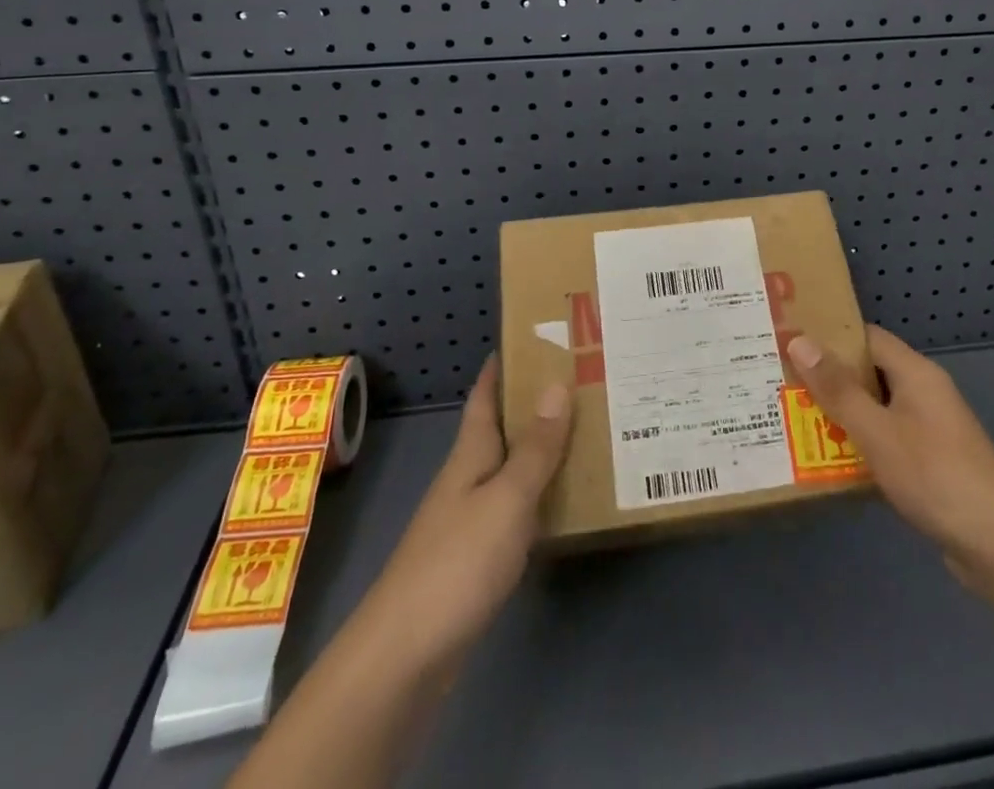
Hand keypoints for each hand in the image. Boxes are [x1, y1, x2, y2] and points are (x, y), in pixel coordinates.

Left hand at [353, 358, 572, 673]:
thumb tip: (557, 383)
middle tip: (583, 379)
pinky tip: (568, 500)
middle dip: (535, 403)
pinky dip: (541, 495)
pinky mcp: (477, 558)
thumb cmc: (456, 563)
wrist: (405, 657)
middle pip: (502, 429)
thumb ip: (535, 448)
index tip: (533, 335)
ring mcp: (470, 520)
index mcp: (470, 455)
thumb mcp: (506, 499)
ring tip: (588, 430)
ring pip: (512, 469)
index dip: (503, 366)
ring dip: (543, 449)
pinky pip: (516, 508)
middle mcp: (468, 479)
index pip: (484, 396)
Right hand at [787, 325, 993, 591]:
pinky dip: (861, 443)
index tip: (790, 343)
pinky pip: (888, 438)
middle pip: (870, 373)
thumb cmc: (934, 475)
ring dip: (843, 414)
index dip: (830, 337)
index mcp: (916, 373)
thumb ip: (837, 389)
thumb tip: (799, 341)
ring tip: (796, 419)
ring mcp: (931, 428)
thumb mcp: (876, 430)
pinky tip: (832, 460)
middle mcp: (924, 392)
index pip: (867, 338)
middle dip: (829, 379)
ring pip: (877, 408)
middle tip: (783, 383)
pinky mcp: (932, 462)